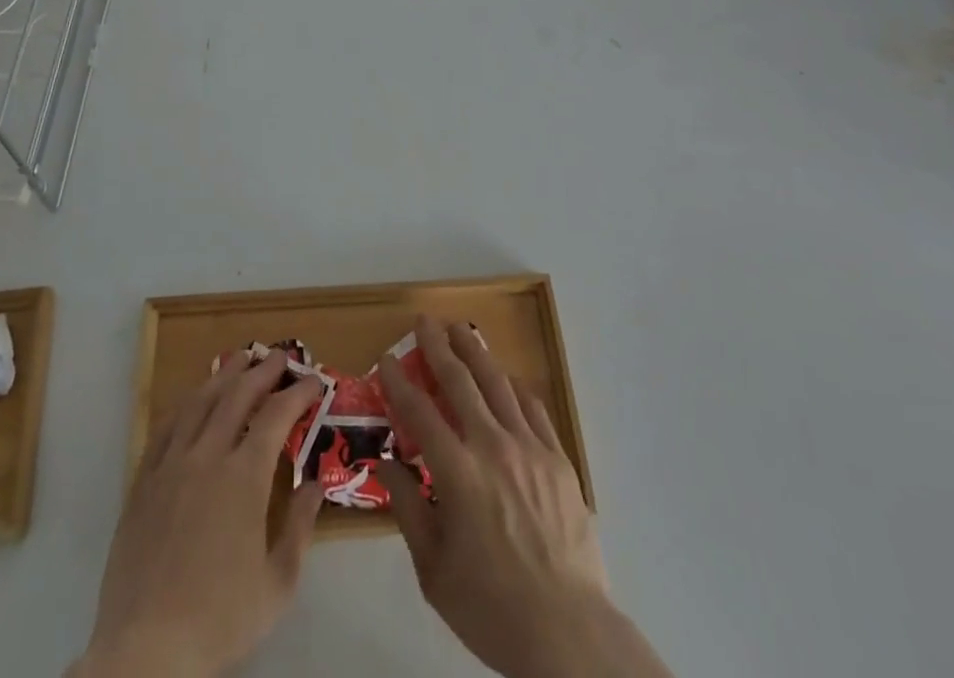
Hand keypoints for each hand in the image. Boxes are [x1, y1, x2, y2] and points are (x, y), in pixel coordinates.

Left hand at [73, 352, 326, 677]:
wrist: (145, 653)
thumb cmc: (219, 620)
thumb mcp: (277, 585)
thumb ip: (300, 528)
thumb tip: (315, 485)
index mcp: (244, 477)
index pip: (277, 415)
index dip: (298, 393)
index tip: (315, 382)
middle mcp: (208, 457)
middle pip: (237, 395)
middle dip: (263, 370)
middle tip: (280, 356)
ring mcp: (171, 466)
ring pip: (200, 402)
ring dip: (224, 375)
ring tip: (240, 359)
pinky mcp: (144, 483)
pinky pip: (166, 428)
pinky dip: (186, 403)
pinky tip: (194, 398)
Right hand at [376, 318, 670, 677]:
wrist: (567, 632)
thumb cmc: (491, 606)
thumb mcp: (433, 569)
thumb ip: (409, 508)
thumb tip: (388, 462)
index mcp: (458, 473)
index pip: (419, 413)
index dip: (399, 383)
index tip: (386, 360)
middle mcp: (493, 446)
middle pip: (460, 382)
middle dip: (438, 347)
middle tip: (424, 322)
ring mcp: (530, 448)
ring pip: (498, 384)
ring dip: (475, 353)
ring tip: (461, 331)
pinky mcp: (558, 458)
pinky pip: (533, 407)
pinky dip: (514, 386)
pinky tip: (506, 378)